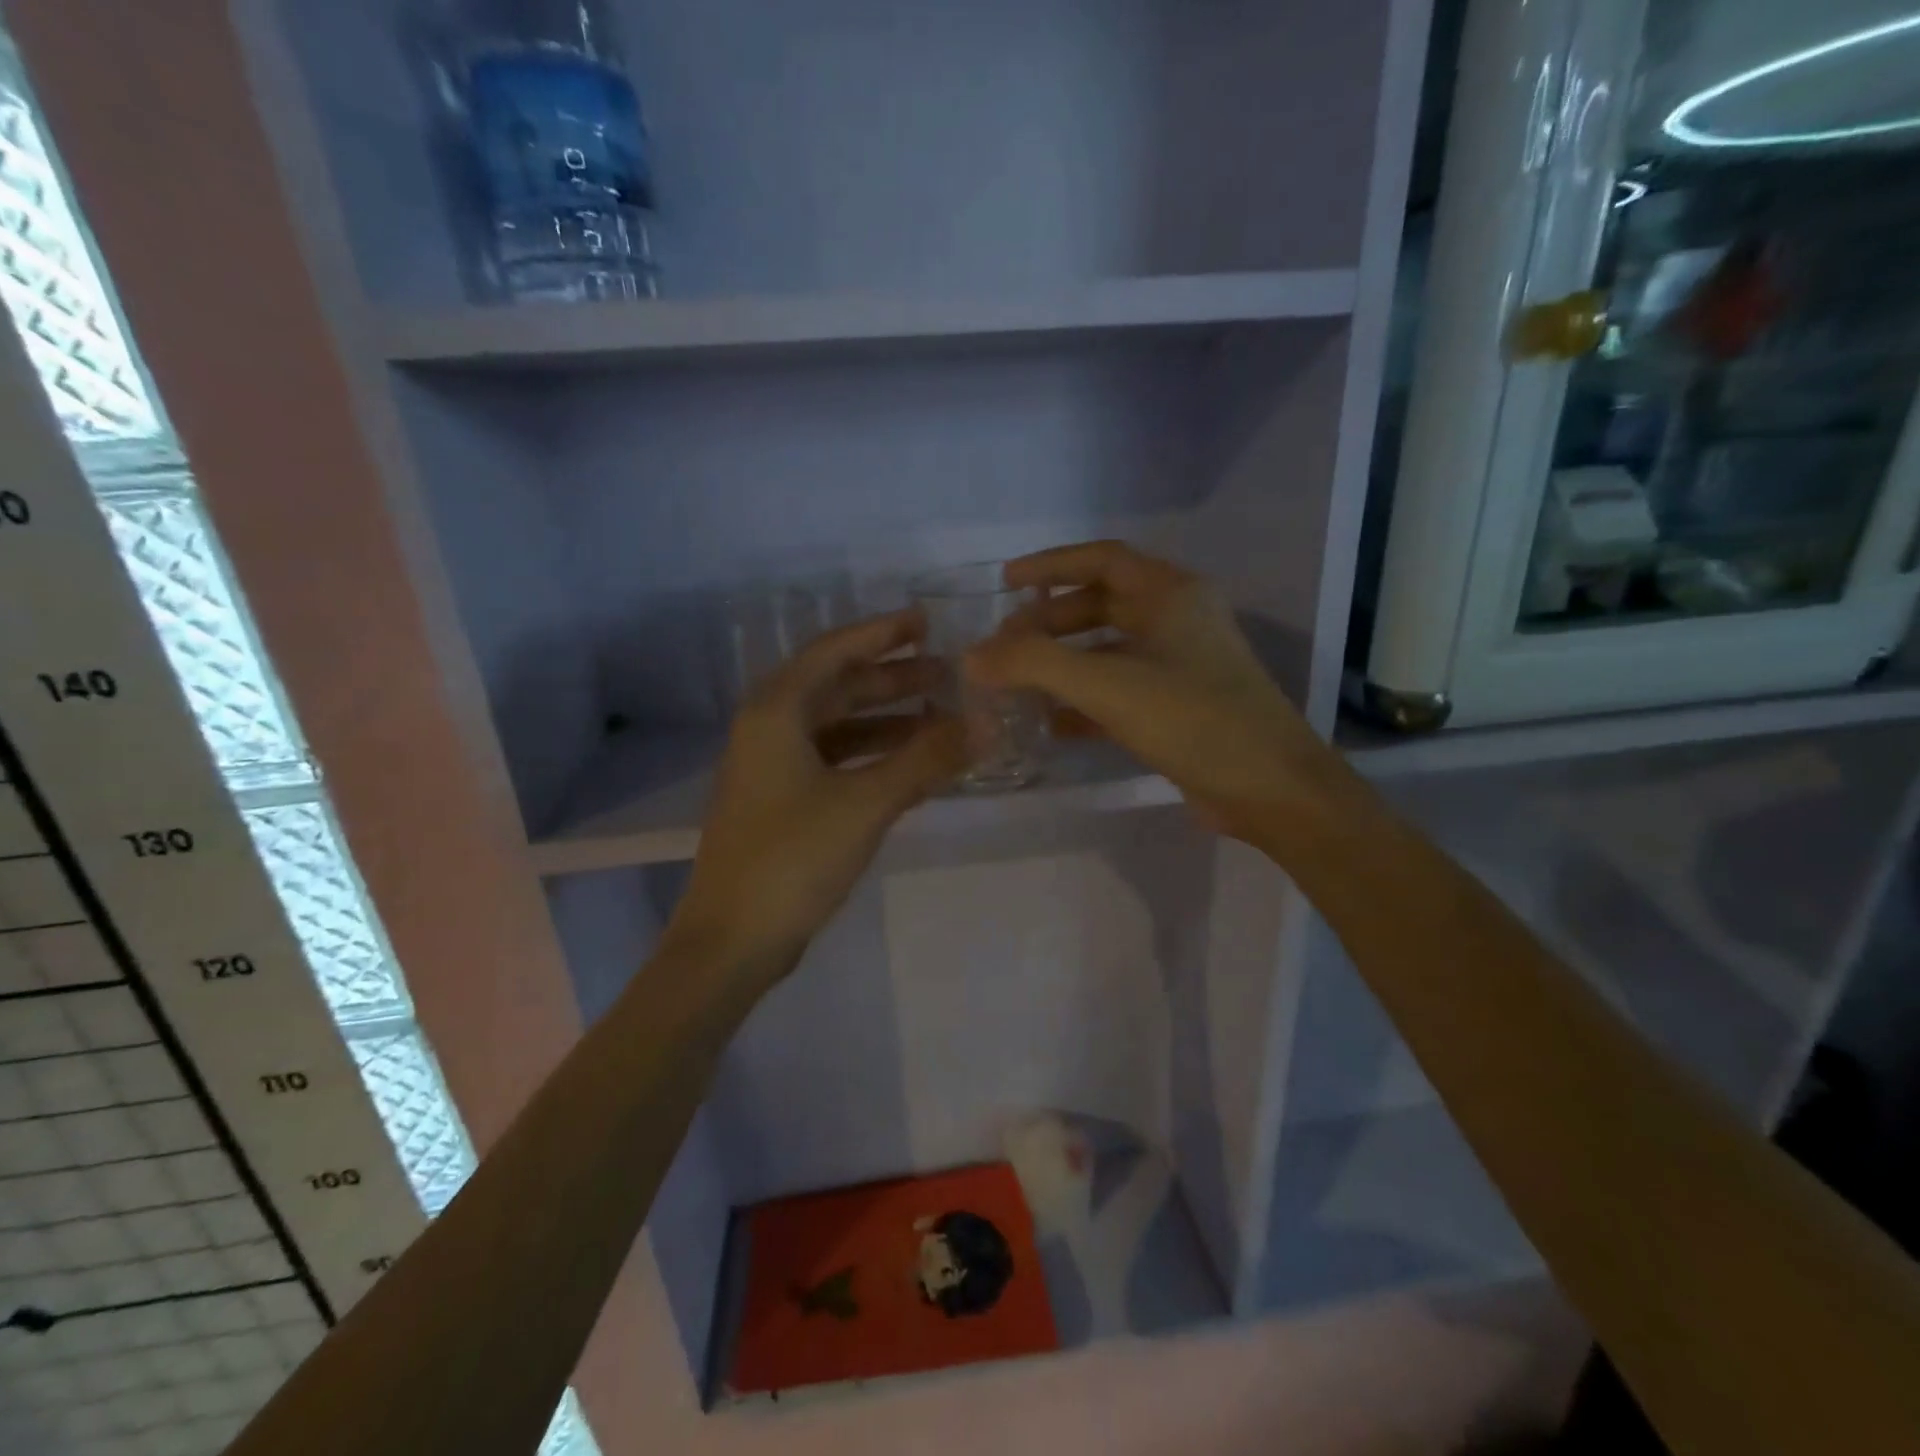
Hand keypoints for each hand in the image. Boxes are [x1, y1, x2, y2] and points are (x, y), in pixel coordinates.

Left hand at [665, 609, 965, 986]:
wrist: (731, 941)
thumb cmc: (793, 859)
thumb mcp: (866, 803)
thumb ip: (927, 759)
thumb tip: (987, 723)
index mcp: (776, 711)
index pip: (835, 651)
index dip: (883, 633)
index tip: (928, 623)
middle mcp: (768, 728)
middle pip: (838, 687)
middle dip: (893, 679)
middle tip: (948, 674)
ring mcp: (771, 767)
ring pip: (837, 726)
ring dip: (886, 720)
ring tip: (941, 716)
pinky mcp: (780, 801)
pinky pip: (834, 760)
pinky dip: (872, 756)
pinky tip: (911, 765)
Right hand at [966, 541, 1336, 845]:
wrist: (1270, 789)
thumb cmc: (1194, 719)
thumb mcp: (1108, 685)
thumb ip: (1035, 665)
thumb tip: (972, 657)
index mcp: (1170, 594)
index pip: (1101, 559)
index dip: (1050, 566)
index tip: (1006, 582)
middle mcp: (1177, 620)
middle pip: (1100, 605)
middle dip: (1049, 622)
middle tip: (1004, 646)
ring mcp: (1180, 665)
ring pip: (1107, 651)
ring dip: (1062, 663)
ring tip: (1016, 681)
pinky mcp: (1177, 707)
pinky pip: (1119, 691)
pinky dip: (1083, 701)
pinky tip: (1048, 722)